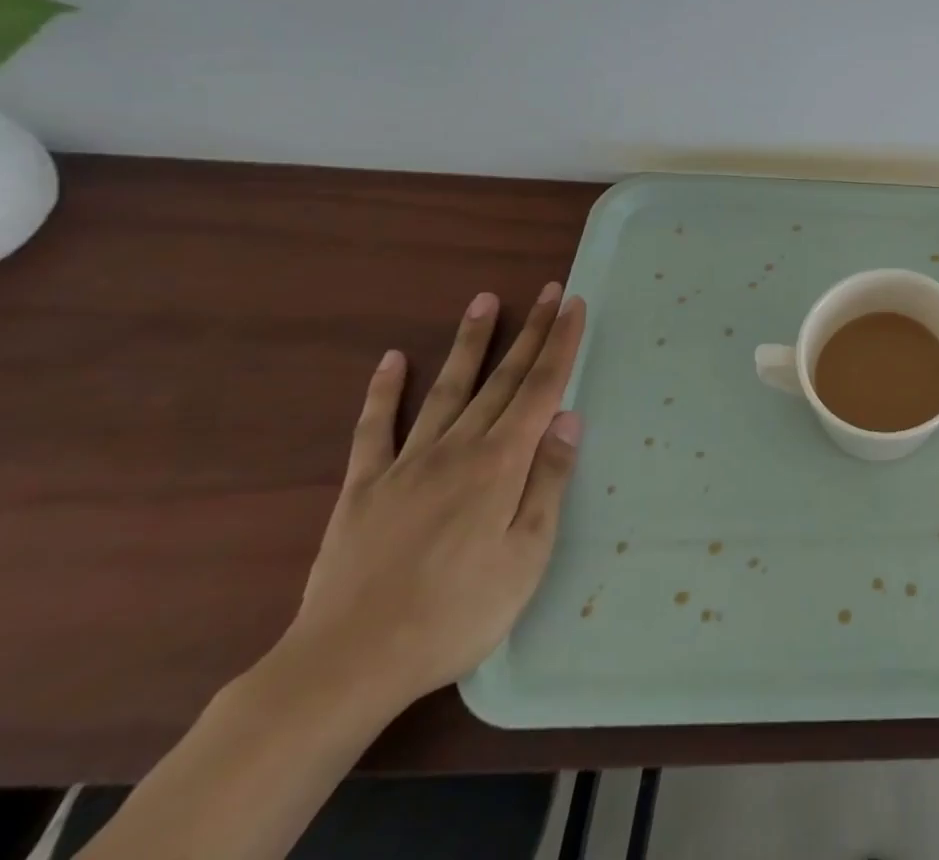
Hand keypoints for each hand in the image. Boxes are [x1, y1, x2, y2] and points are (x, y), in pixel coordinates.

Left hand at [282, 284, 586, 714]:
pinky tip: (391, 360)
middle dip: (530, 332)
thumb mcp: (526, 555)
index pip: (541, 389)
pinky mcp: (363, 489)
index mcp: (501, 463)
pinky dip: (383, 392)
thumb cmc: (457, 612)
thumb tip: (568, 417)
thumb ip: (547, 481)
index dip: (560, 344)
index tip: (573, 305)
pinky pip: (374, 430)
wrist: (347, 666)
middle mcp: (457, 449)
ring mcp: (406, 465)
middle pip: (502, 379)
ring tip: (484, 302)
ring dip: (469, 344)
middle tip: (548, 291)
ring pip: (447, 390)